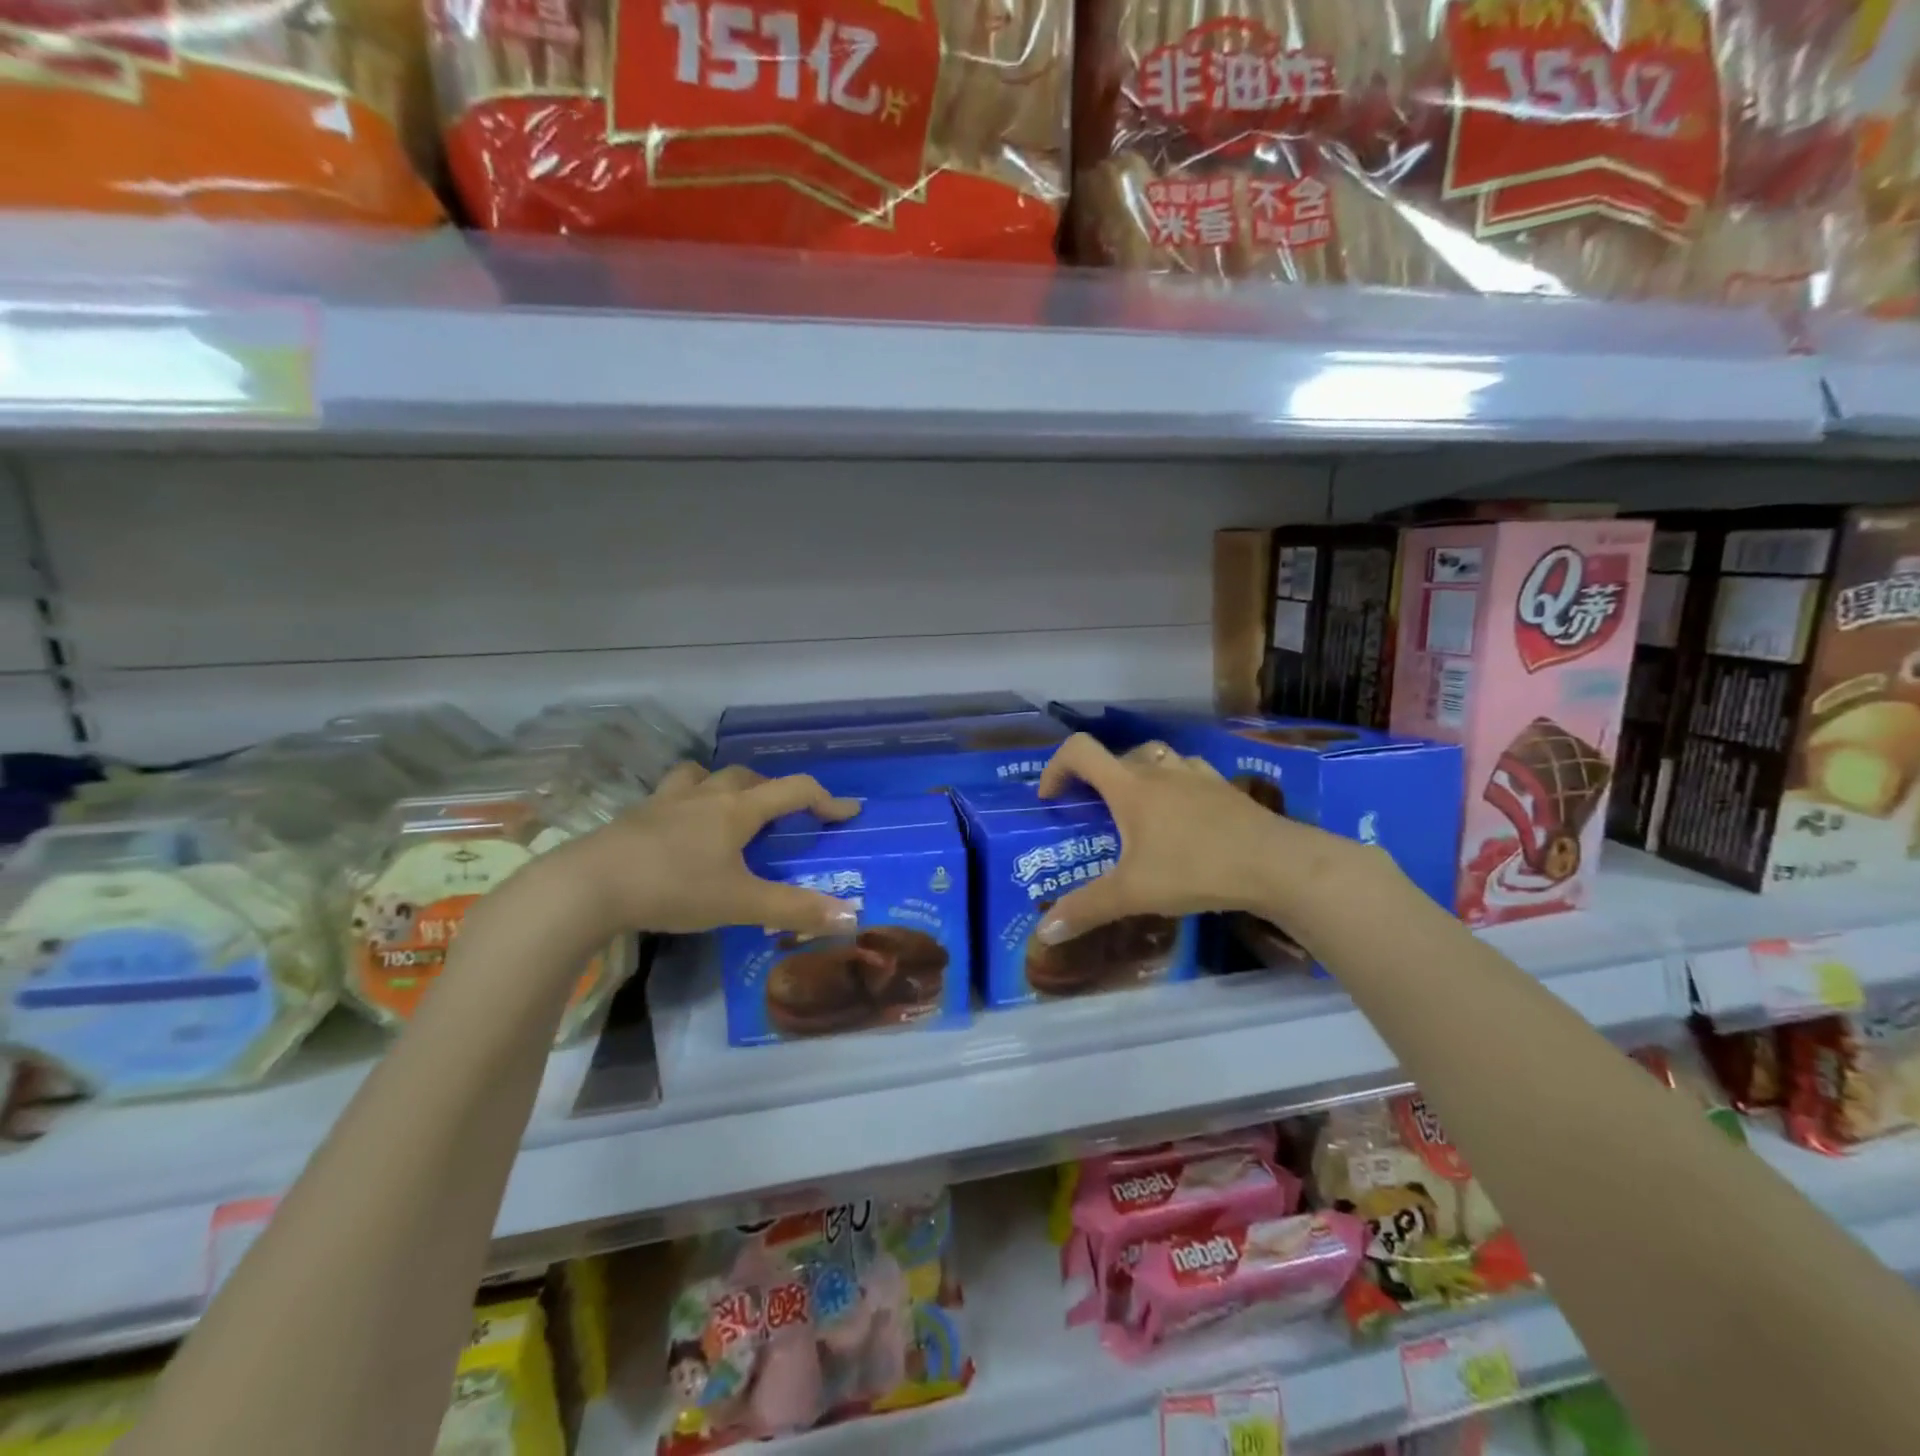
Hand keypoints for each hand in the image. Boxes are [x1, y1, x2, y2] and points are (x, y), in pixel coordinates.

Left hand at [568, 762, 862, 937]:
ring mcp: (666, 801)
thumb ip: (794, 909)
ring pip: (704, 776)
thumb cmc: (673, 888)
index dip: (827, 799)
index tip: (848, 813)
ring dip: (725, 785)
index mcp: (738, 810)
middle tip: (784, 817)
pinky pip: (671, 794)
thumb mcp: (740, 904)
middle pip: (749, 777)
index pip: (795, 790)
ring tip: (728, 809)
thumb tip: (849, 916)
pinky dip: (686, 802)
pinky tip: (679, 829)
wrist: (588, 886)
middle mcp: (706, 795)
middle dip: (774, 791)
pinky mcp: (636, 816)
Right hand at [1032, 733, 1354, 945]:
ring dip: (1139, 775)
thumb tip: (1043, 933)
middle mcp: (1160, 771)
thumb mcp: (1133, 894)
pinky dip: (1177, 785)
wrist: (1276, 864)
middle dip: (1098, 779)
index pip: (1080, 751)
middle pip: (1118, 755)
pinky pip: (1190, 773)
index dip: (1057, 766)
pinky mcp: (1225, 788)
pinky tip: (1185, 817)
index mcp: (1130, 787)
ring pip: (1157, 758)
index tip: (1052, 798)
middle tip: (1097, 815)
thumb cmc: (1195, 870)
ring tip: (1140, 812)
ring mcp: (1197, 775)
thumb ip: (1086, 909)